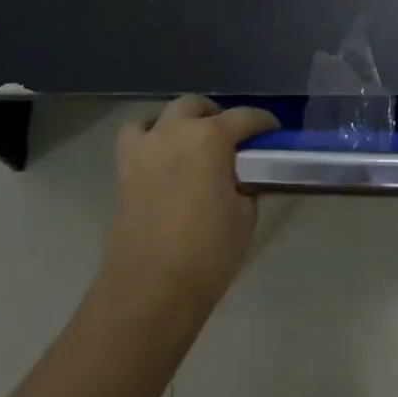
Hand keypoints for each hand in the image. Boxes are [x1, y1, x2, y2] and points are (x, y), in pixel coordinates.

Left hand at [100, 95, 278, 311]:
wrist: (150, 290)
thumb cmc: (207, 253)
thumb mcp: (245, 216)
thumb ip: (246, 184)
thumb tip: (242, 177)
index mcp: (210, 138)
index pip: (245, 117)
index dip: (263, 123)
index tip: (273, 133)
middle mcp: (174, 132)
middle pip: (197, 106)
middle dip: (217, 116)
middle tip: (232, 141)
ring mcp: (145, 148)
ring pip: (162, 114)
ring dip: (181, 122)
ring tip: (194, 144)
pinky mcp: (124, 170)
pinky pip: (136, 138)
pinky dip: (150, 138)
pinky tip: (163, 158)